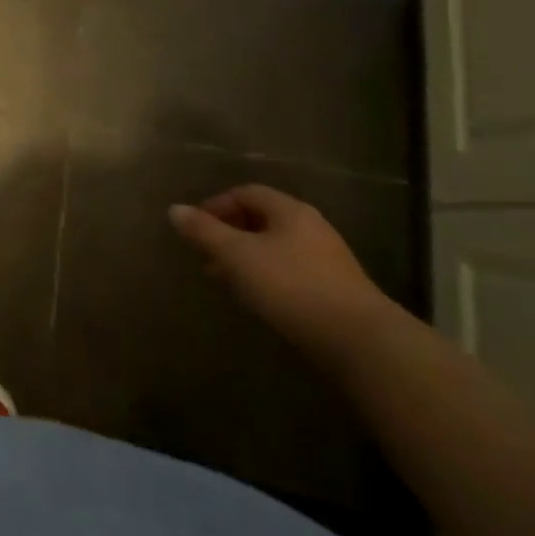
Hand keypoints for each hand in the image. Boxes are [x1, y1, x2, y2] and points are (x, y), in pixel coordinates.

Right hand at [170, 186, 397, 360]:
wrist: (361, 342)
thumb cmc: (292, 287)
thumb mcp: (237, 256)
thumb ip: (204, 231)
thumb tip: (174, 209)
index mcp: (289, 211)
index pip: (245, 193)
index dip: (215, 205)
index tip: (195, 229)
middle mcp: (311, 227)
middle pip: (261, 218)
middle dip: (229, 233)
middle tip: (205, 256)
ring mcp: (328, 259)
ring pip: (275, 247)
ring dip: (246, 257)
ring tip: (226, 280)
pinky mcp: (336, 289)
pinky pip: (291, 270)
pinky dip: (267, 276)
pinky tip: (258, 298)